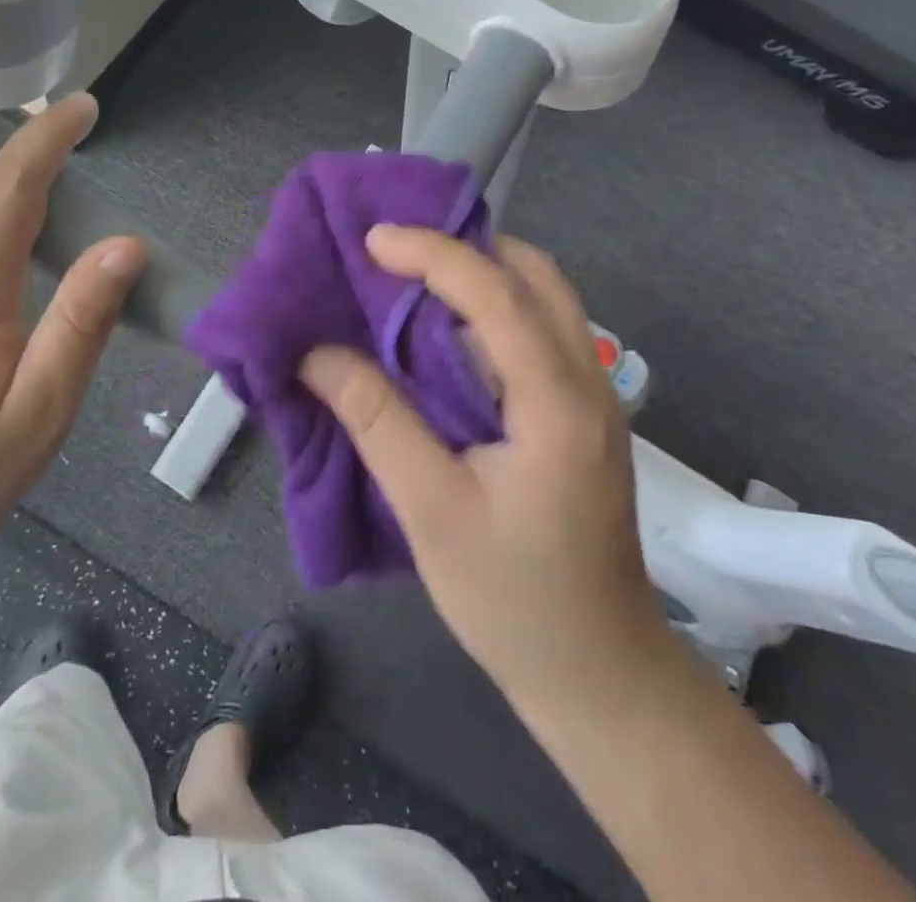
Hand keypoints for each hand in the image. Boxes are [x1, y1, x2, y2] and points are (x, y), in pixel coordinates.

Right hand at [300, 227, 675, 712]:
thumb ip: (376, 421)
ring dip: (480, 274)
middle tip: (395, 252)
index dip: (433, 254)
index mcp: (559, 401)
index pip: (499, 293)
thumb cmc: (513, 598)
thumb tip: (316, 354)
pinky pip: (539, 331)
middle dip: (465, 247)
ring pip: (543, 299)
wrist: (599, 674)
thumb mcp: (431, 510)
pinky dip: (491, 310)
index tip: (373, 240)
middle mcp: (588, 381)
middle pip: (536, 276)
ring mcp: (593, 396)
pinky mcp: (581, 414)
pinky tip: (444, 332)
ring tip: (411, 278)